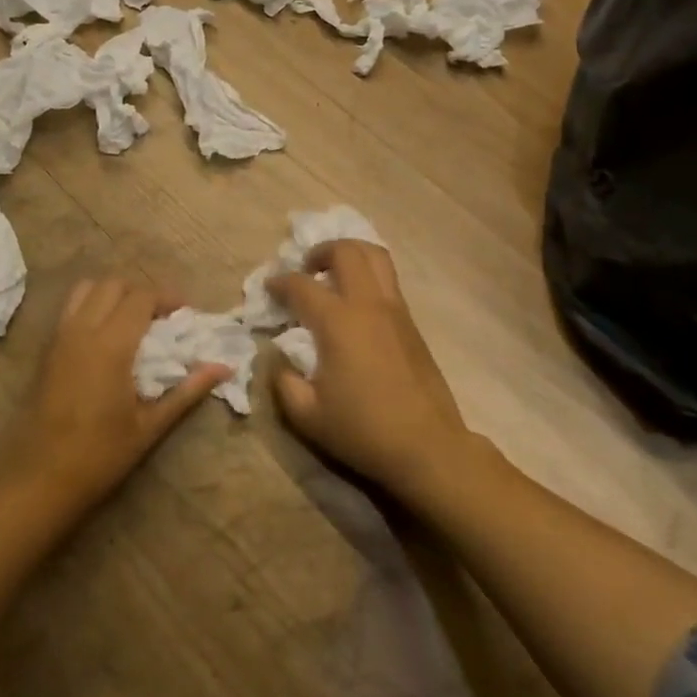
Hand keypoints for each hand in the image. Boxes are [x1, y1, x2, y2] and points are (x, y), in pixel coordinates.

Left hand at [0, 277, 228, 517]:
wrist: (39, 481)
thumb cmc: (100, 456)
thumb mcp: (150, 426)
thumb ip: (188, 391)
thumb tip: (224, 368)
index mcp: (111, 345)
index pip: (141, 297)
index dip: (167, 298)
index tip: (185, 315)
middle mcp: (82, 331)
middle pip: (113, 284)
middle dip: (141, 293)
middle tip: (161, 318)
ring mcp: (59, 338)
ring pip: (86, 289)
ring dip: (112, 294)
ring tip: (131, 321)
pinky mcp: (45, 351)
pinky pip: (70, 309)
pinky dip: (91, 307)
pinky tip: (105, 338)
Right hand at [267, 241, 475, 500]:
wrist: (427, 445)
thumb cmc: (363, 430)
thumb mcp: (307, 415)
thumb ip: (283, 382)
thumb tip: (279, 360)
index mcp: (337, 322)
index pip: (302, 285)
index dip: (280, 282)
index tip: (269, 288)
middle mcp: (368, 304)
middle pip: (347, 251)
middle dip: (320, 251)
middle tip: (307, 270)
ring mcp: (395, 310)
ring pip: (376, 257)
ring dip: (351, 255)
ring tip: (334, 275)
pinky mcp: (412, 323)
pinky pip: (389, 280)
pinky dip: (369, 275)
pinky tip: (357, 303)